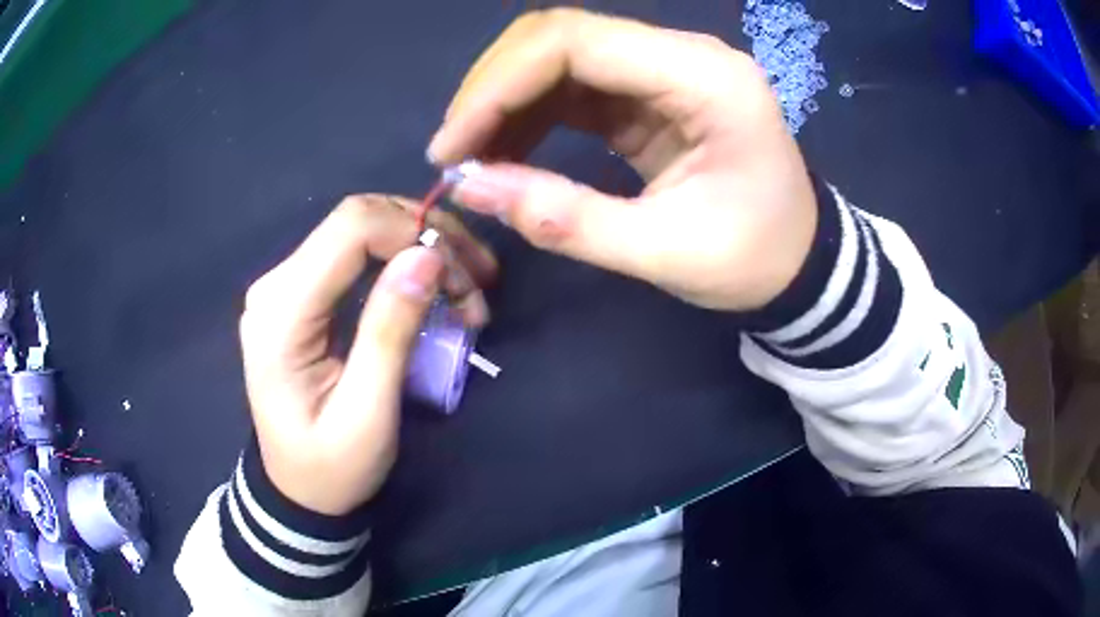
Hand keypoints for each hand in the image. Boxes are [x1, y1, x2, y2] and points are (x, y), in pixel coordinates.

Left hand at [239, 196, 496, 514]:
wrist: (299, 490)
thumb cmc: (331, 467)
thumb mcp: (367, 415)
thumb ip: (390, 332)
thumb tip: (426, 256)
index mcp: (281, 312)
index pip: (349, 229)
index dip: (413, 232)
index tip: (464, 273)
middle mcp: (276, 284)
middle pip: (357, 219)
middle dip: (426, 236)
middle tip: (478, 279)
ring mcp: (285, 286)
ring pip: (361, 229)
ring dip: (420, 246)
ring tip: (467, 286)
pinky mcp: (301, 294)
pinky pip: (355, 254)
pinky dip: (402, 261)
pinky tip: (434, 285)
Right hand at [430, 8, 816, 311]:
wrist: (801, 262)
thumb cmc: (755, 260)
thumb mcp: (666, 253)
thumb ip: (566, 219)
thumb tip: (470, 186)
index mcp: (706, 79)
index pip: (577, 43)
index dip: (500, 84)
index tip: (453, 144)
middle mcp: (684, 56)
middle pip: (562, 35)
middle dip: (494, 87)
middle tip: (454, 149)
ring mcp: (667, 69)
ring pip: (562, 55)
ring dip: (507, 98)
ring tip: (471, 154)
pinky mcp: (652, 92)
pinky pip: (577, 84)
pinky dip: (532, 111)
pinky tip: (505, 147)